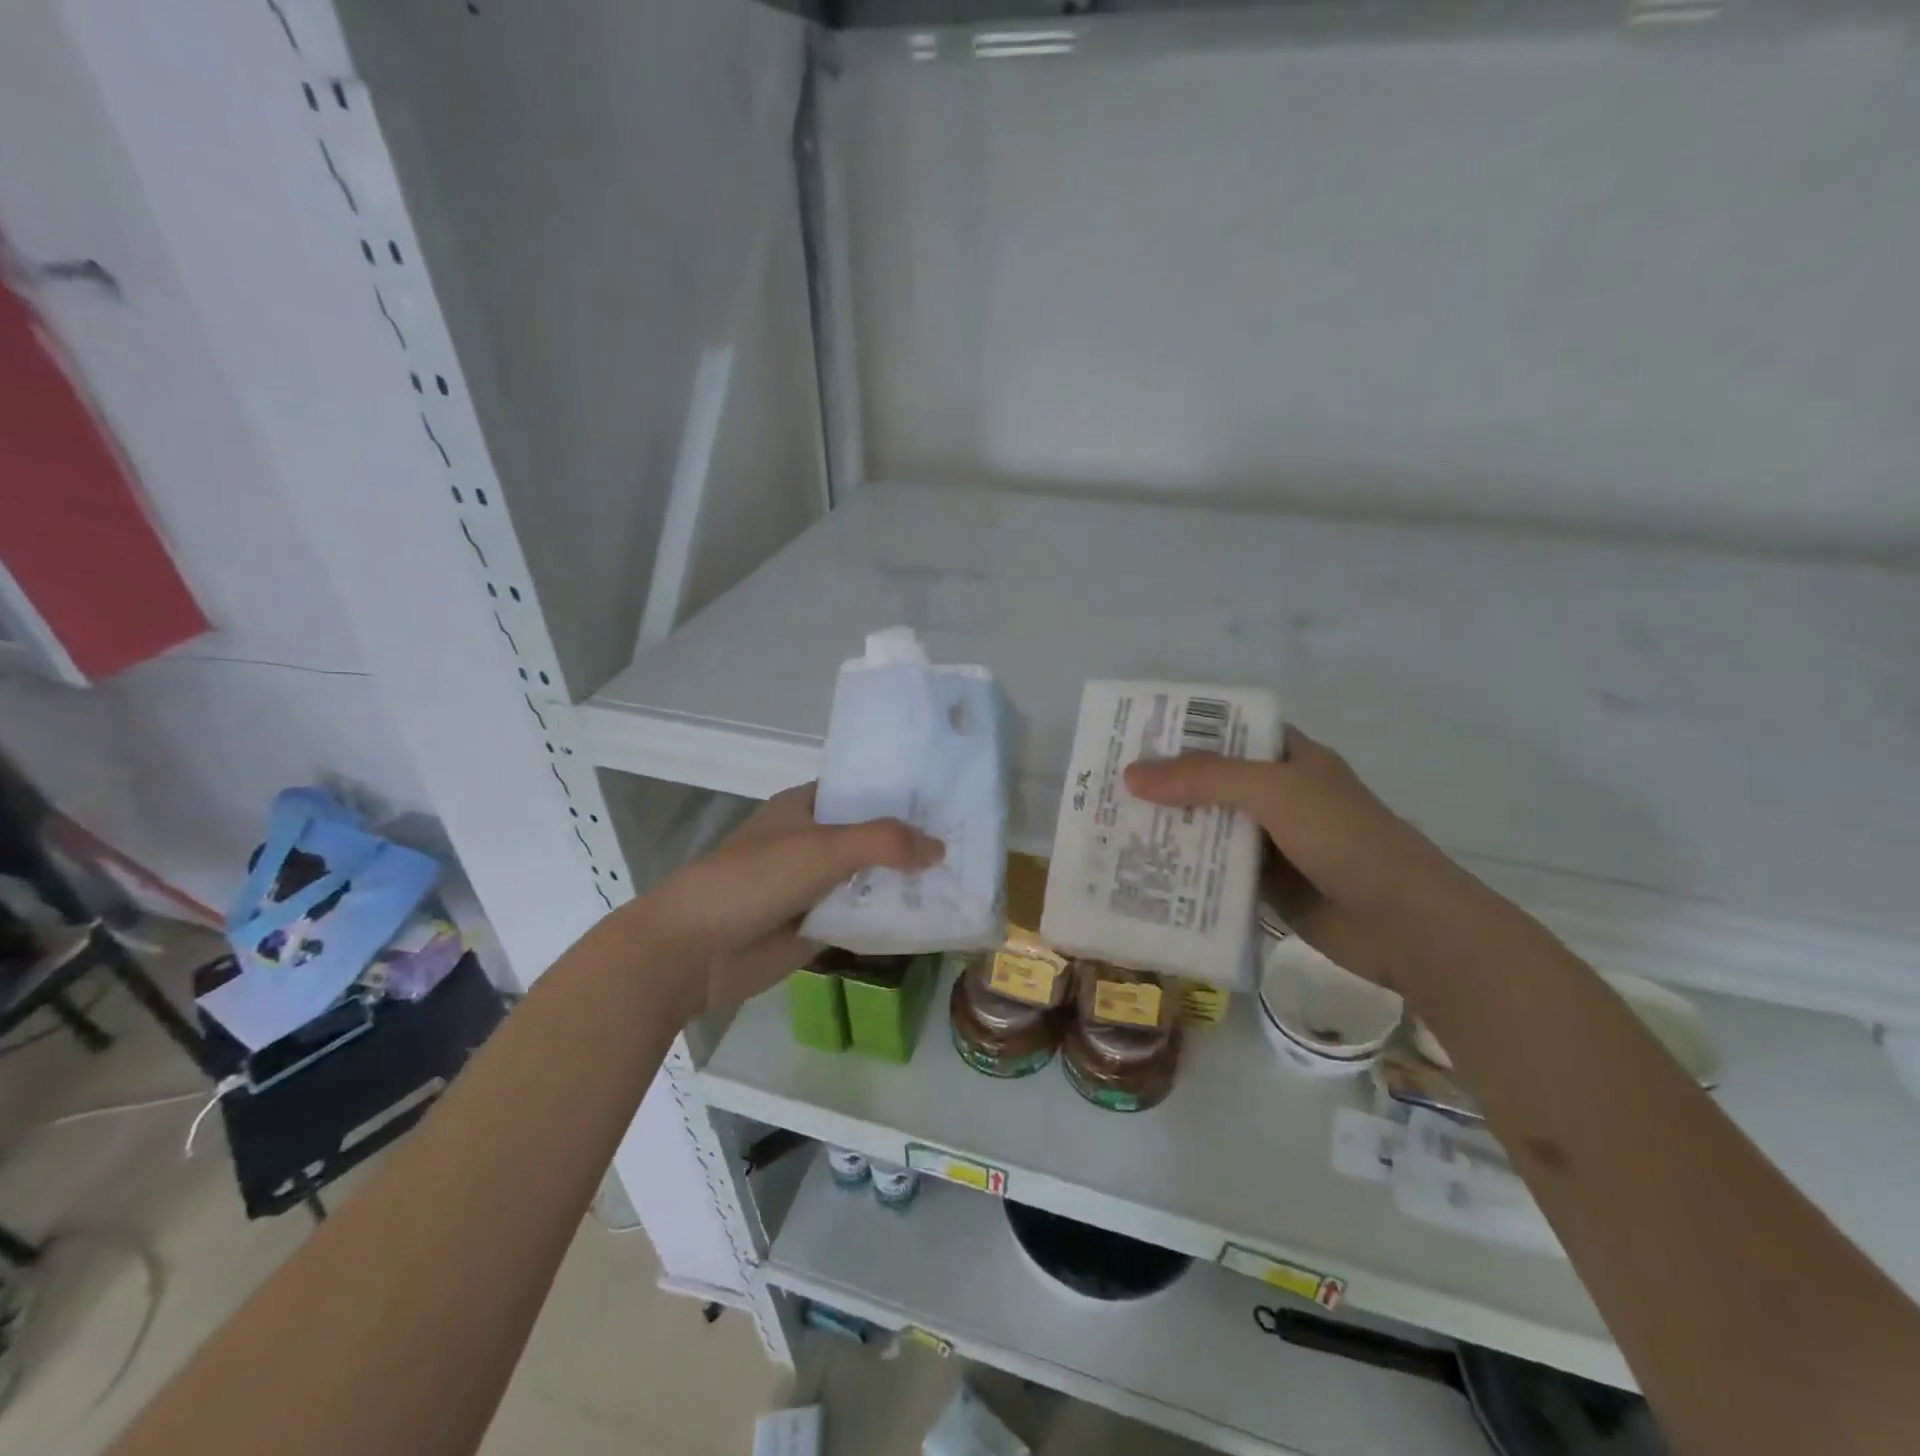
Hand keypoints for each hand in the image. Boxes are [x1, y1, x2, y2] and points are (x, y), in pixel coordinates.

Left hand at [647, 784, 943, 1013]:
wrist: (693, 951)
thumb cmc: (753, 880)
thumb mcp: (821, 848)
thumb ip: (883, 842)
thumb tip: (940, 847)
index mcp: (804, 808)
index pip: (862, 790)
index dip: (901, 792)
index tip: (949, 796)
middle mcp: (812, 842)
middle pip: (871, 837)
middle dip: (911, 840)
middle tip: (971, 840)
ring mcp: (814, 886)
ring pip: (869, 879)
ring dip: (904, 882)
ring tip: (963, 877)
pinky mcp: (816, 926)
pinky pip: (861, 917)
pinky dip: (889, 917)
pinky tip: (932, 917)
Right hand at [1124, 728, 1511, 993]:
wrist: (1406, 926)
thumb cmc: (1346, 840)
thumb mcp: (1274, 792)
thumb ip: (1204, 778)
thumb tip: (1130, 774)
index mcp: (1287, 758)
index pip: (1224, 729)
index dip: (1179, 729)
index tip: (1129, 736)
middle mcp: (1276, 794)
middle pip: (1208, 780)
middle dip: (1162, 784)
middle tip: (1104, 788)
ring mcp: (1270, 841)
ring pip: (1207, 827)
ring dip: (1168, 829)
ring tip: (1109, 830)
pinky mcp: (1265, 885)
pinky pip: (1214, 870)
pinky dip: (1184, 871)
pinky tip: (1142, 873)